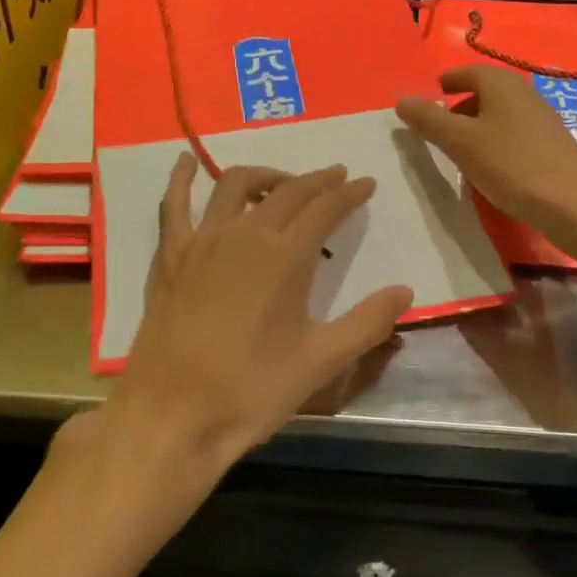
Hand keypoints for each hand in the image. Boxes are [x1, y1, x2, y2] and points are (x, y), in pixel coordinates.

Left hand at [103, 157, 413, 473]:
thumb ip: (368, 322)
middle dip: (317, 181)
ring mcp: (203, 239)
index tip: (366, 184)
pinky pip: (175, 203)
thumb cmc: (252, 390)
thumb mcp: (321, 361)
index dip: (350, 193)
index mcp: (286, 256)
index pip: (326, 208)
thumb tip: (405, 291)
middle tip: (336, 178)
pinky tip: (186, 161)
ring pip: (236, 184)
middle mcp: (245, 234)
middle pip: (287, 191)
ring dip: (266, 175)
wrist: (173, 416)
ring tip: (282, 183)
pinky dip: (182, 177)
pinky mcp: (171, 254)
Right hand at [396, 65, 576, 234]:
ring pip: (500, 114)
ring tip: (460, 151)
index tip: (430, 97)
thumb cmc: (510, 164)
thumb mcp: (460, 142)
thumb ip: (429, 119)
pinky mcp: (552, 144)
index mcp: (500, 84)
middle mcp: (523, 93)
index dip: (446, 83)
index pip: (466, 72)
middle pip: (484, 92)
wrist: (572, 203)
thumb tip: (403, 98)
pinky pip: (515, 134)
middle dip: (459, 107)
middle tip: (438, 129)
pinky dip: (496, 142)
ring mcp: (542, 118)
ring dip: (478, 127)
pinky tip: (491, 167)